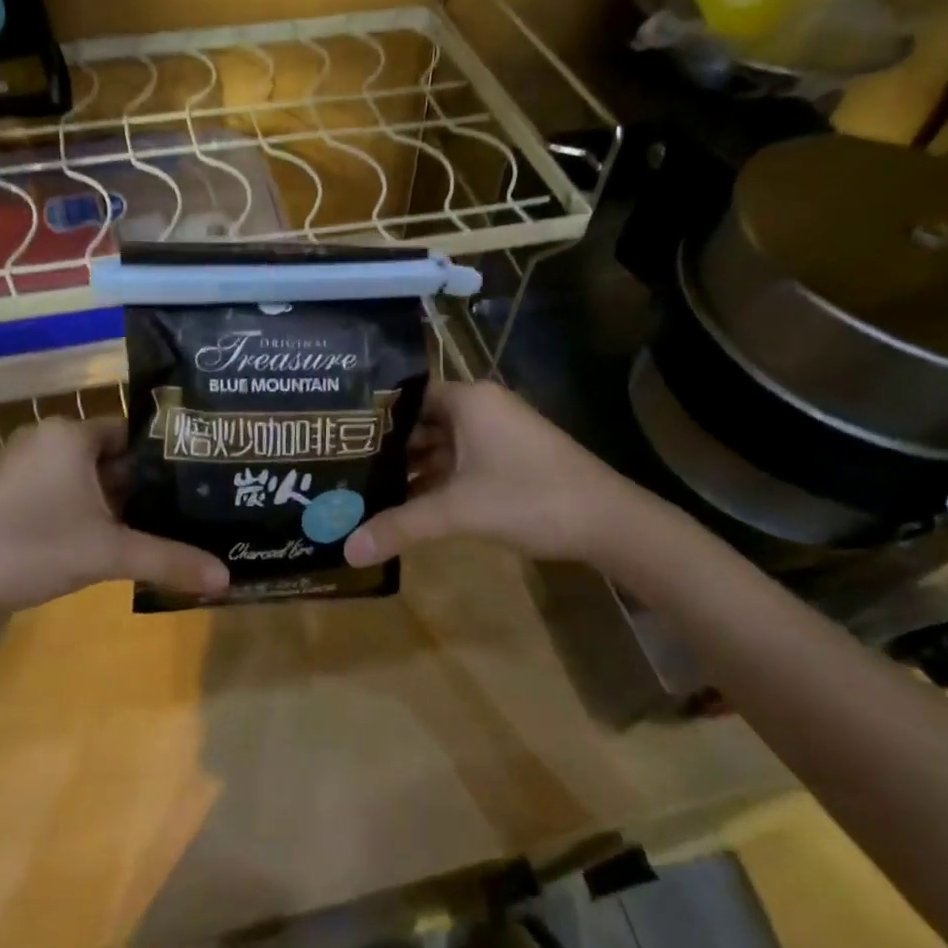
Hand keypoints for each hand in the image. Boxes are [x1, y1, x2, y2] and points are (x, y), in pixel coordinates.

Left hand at [0, 418, 227, 618]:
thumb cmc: (33, 548)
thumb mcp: (108, 553)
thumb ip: (168, 560)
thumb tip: (226, 578)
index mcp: (70, 434)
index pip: (134, 432)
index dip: (165, 456)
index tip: (198, 478)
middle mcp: (48, 438)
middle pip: (113, 456)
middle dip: (145, 483)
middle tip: (188, 505)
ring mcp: (25, 466)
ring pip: (89, 476)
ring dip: (117, 500)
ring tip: (161, 523)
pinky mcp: (12, 493)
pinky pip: (65, 490)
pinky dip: (90, 509)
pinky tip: (114, 537)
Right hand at [342, 382, 679, 570]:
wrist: (609, 522)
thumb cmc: (530, 498)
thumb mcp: (459, 511)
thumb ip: (401, 526)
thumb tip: (346, 550)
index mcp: (468, 400)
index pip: (406, 397)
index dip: (373, 418)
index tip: (337, 438)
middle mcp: (481, 408)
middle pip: (422, 422)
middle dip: (388, 449)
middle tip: (344, 469)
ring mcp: (498, 433)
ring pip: (442, 445)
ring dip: (412, 468)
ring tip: (367, 490)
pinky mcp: (510, 458)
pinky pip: (461, 461)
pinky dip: (437, 479)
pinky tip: (410, 504)